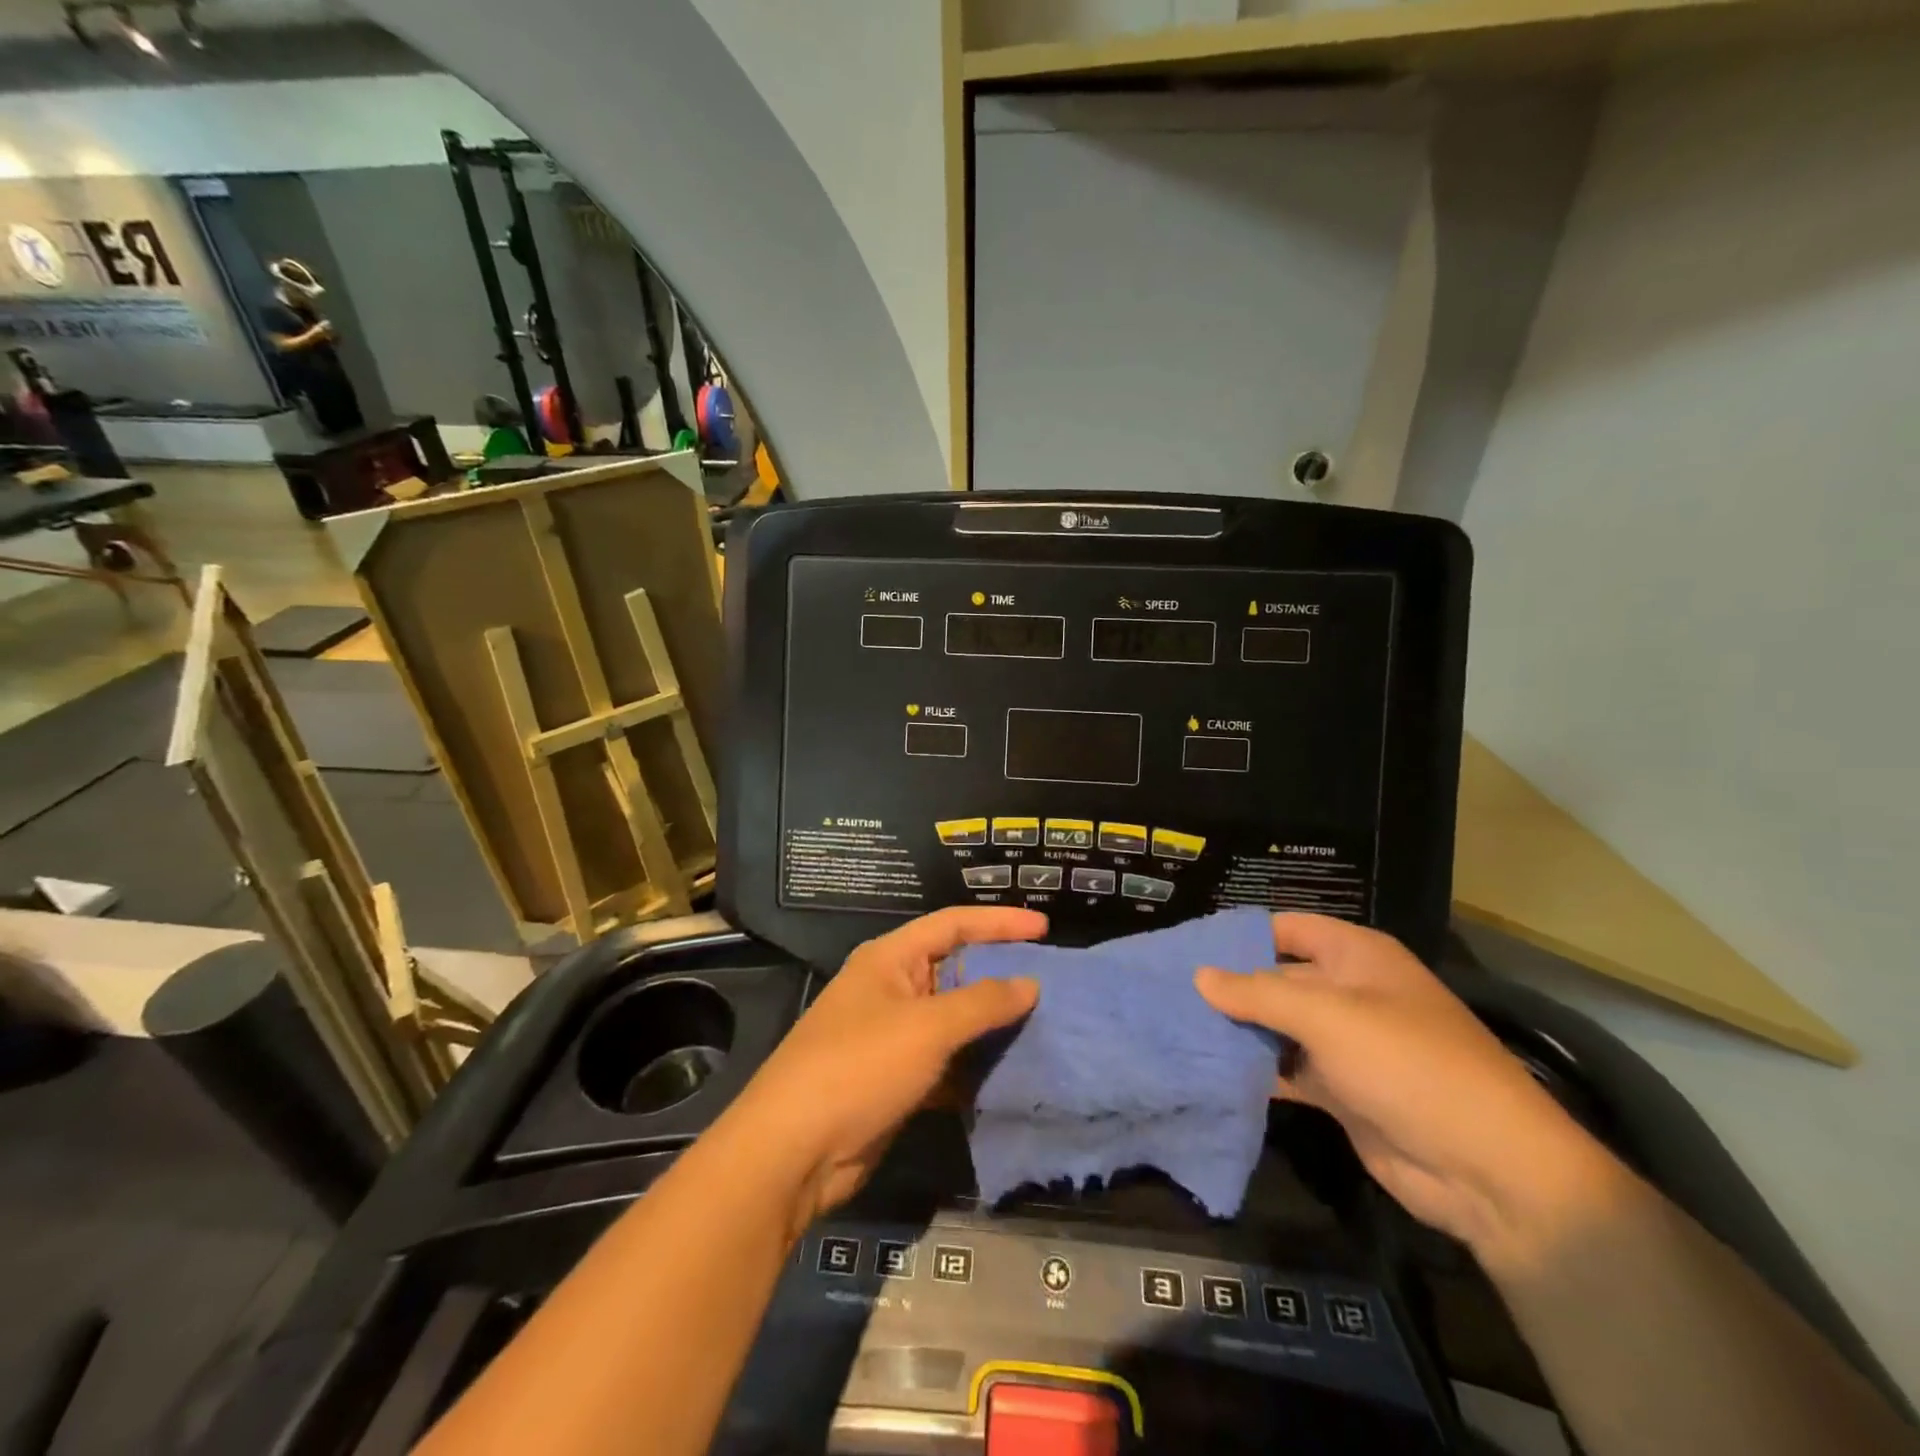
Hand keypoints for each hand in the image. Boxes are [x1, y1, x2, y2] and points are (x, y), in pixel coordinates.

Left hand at [724, 906, 1045, 1234]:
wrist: (794, 1151)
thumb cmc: (860, 1067)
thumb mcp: (927, 1028)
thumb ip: (982, 1003)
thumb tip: (1030, 983)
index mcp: (890, 958)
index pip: (954, 924)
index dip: (1000, 922)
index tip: (1045, 928)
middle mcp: (890, 988)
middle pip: (954, 968)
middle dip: (999, 973)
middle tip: (1052, 980)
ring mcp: (891, 1035)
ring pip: (953, 1018)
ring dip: (991, 1022)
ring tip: (1043, 1024)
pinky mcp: (895, 1078)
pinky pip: (946, 1060)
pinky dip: (974, 1064)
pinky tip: (1010, 1072)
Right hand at [1196, 914, 1626, 1270]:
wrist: (1490, 1170)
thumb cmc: (1408, 1065)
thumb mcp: (1327, 1017)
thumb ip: (1258, 994)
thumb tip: (1199, 975)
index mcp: (1356, 957)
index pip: (1286, 928)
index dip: (1239, 934)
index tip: (1186, 946)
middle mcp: (1349, 992)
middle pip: (1276, 978)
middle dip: (1229, 986)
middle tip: (1167, 992)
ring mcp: (1346, 1044)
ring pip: (1278, 1026)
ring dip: (1238, 1030)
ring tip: (1175, 1028)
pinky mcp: (1341, 1090)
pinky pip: (1288, 1069)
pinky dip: (1255, 1070)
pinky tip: (1209, 1071)